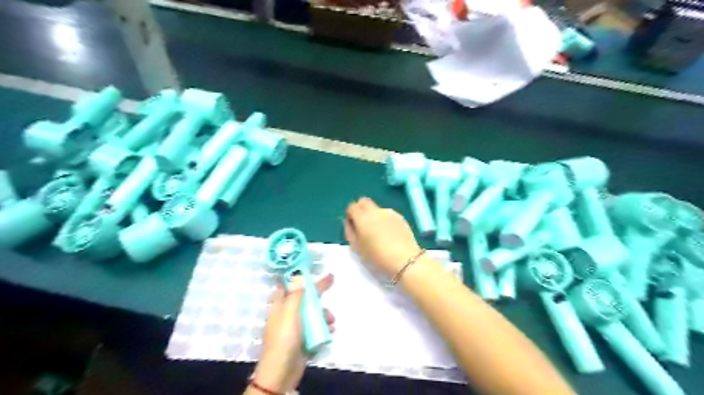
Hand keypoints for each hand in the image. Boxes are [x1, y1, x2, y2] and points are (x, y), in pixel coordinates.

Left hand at [252, 273, 333, 393]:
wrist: (282, 372)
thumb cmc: (284, 338)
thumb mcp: (290, 312)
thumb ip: (296, 294)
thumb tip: (298, 274)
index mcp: (280, 305)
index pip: (288, 285)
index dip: (298, 276)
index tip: (311, 269)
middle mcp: (287, 313)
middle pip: (304, 297)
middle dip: (318, 292)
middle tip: (332, 280)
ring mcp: (295, 327)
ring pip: (312, 312)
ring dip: (323, 313)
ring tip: (331, 319)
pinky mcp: (303, 339)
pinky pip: (315, 327)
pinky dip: (324, 327)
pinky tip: (330, 330)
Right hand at [344, 197, 418, 277]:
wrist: (405, 260)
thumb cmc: (377, 257)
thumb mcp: (357, 248)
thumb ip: (351, 232)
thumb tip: (350, 223)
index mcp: (362, 218)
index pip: (352, 206)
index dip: (350, 215)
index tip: (352, 226)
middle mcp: (375, 211)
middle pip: (364, 202)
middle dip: (361, 209)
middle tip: (363, 225)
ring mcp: (389, 213)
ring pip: (377, 209)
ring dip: (374, 216)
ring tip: (379, 233)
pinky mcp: (400, 217)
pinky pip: (388, 214)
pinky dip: (385, 220)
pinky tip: (390, 234)